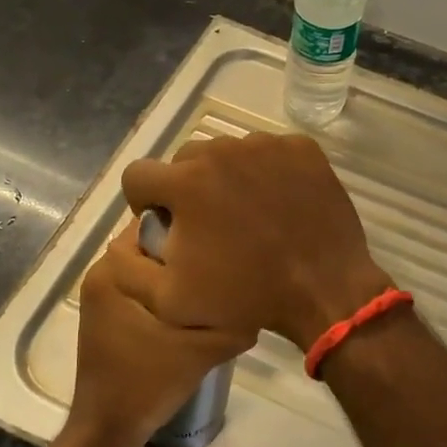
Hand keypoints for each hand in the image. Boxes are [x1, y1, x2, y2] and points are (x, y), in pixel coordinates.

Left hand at [69, 227, 256, 446]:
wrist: (109, 427)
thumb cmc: (149, 381)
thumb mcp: (202, 347)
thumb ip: (229, 314)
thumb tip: (256, 286)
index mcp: (114, 269)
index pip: (153, 222)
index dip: (189, 225)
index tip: (220, 236)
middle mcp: (102, 271)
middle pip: (150, 241)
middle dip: (184, 247)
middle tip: (222, 257)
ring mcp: (100, 291)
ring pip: (146, 262)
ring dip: (173, 268)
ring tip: (211, 278)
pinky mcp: (105, 310)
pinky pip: (138, 281)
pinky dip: (162, 285)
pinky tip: (189, 301)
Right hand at [120, 132, 389, 349]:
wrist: (324, 288)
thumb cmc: (245, 296)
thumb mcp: (169, 301)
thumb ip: (129, 269)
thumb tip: (121, 240)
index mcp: (184, 183)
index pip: (138, 175)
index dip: (144, 203)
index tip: (166, 226)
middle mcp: (221, 151)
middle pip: (183, 161)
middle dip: (185, 188)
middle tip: (210, 224)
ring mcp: (265, 144)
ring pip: (226, 153)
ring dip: (226, 178)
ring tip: (247, 214)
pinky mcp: (300, 146)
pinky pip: (267, 151)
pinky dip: (265, 172)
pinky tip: (278, 203)